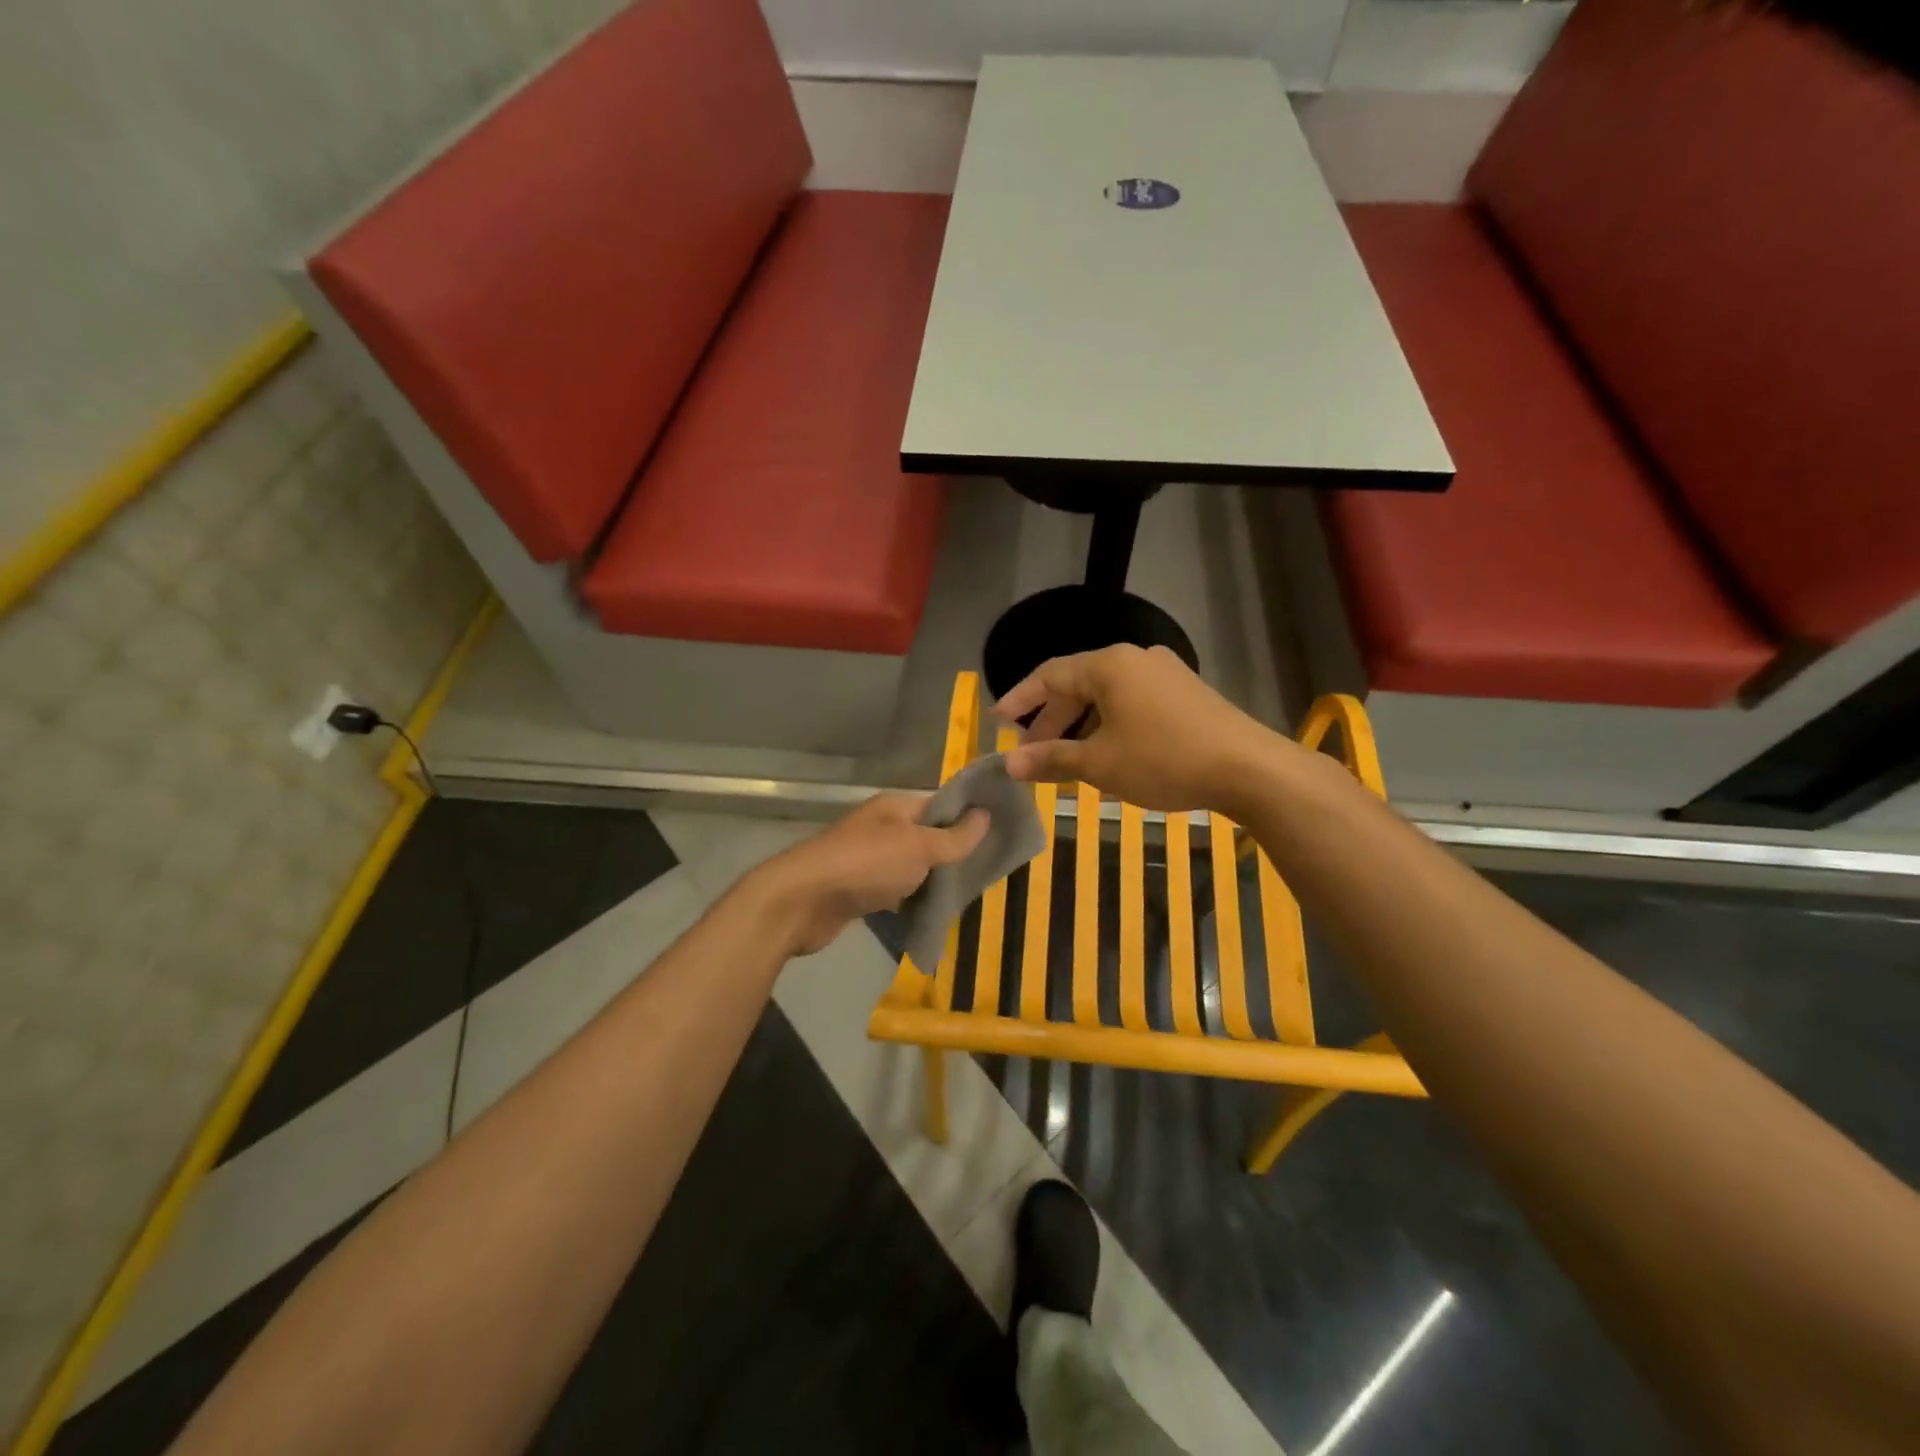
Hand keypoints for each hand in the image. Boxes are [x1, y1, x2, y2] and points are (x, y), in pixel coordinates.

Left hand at [743, 794, 988, 956]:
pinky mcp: (858, 890)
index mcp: (895, 807)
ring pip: (912, 865)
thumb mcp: (918, 847)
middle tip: (988, 870)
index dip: (968, 817)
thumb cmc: (865, 865)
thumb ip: (954, 837)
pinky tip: (933, 912)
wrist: (802, 902)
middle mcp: (882, 828)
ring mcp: (868, 859)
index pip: (940, 805)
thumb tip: (985, 815)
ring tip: (967, 893)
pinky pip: (895, 890)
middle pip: (927, 836)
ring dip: (933, 879)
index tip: (1000, 834)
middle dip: (954, 853)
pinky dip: (912, 899)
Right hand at [996, 645, 1289, 814]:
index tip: (997, 722)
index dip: (1020, 699)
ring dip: (1081, 727)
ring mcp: (1165, 673)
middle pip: (1078, 685)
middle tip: (1031, 755)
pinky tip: (1108, 754)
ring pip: (1107, 697)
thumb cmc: (1164, 759)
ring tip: (1067, 761)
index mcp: (1109, 665)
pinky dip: (1110, 726)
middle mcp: (1135, 659)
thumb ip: (1051, 759)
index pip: (1049, 675)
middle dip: (1051, 721)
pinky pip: (1133, 703)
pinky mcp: (1186, 693)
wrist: (1248, 768)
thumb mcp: (1100, 763)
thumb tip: (1008, 766)